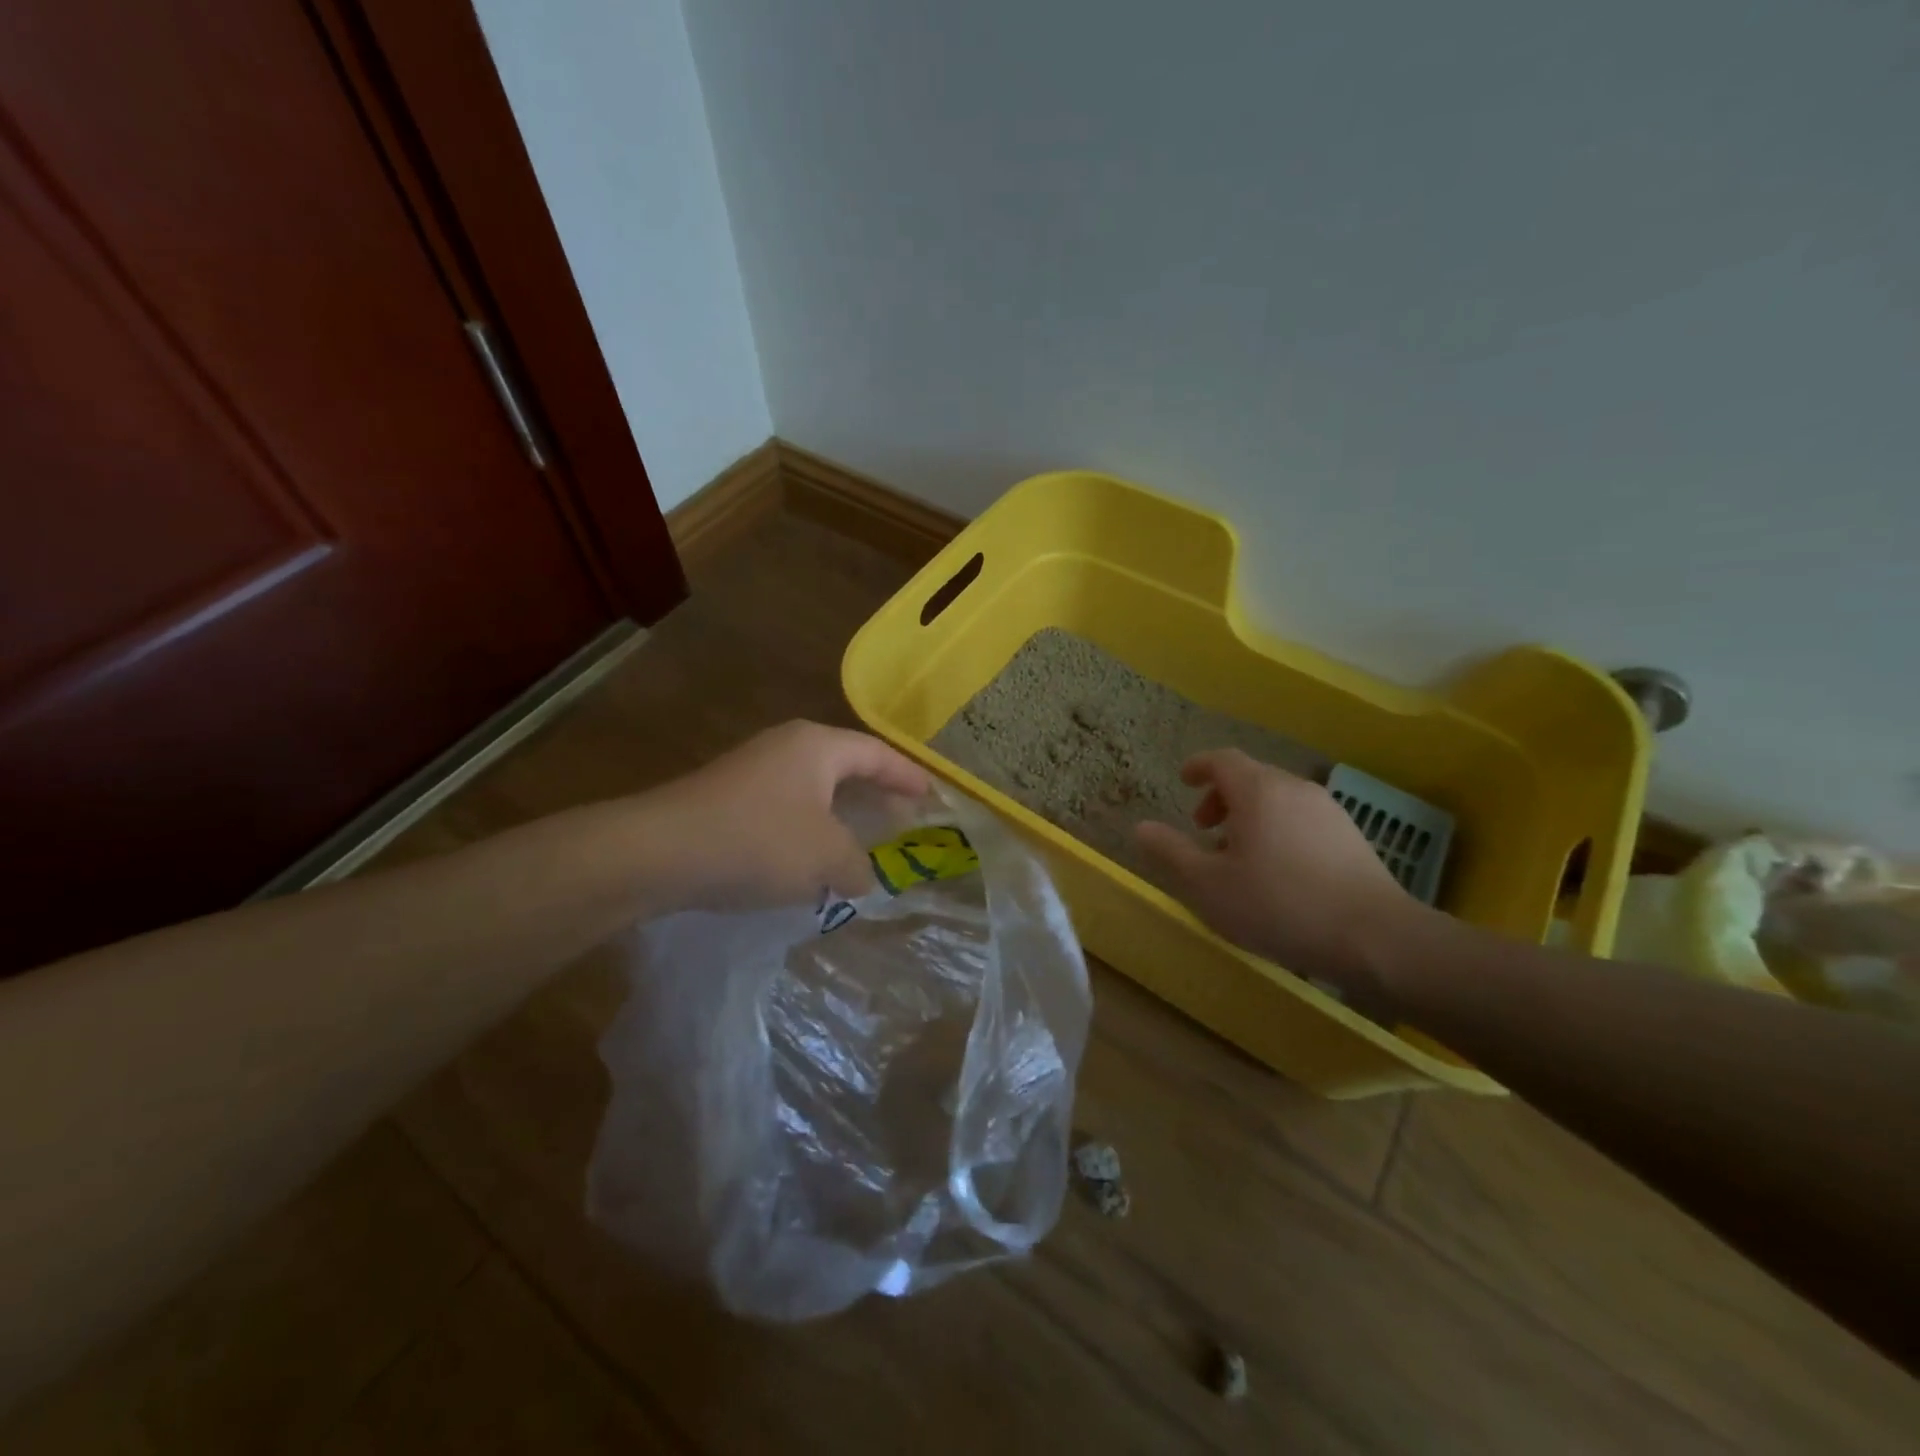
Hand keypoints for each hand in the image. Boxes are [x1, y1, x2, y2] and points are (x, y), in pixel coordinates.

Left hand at [637, 720, 930, 913]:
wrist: (660, 851)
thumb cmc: (758, 841)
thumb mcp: (825, 856)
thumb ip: (857, 865)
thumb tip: (862, 875)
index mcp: (818, 746)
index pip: (877, 754)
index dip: (908, 776)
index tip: (933, 796)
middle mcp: (787, 747)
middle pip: (847, 765)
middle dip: (877, 793)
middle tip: (904, 818)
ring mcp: (753, 769)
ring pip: (814, 788)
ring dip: (842, 814)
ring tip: (863, 840)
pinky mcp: (729, 796)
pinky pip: (787, 806)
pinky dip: (810, 827)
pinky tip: (812, 857)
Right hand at [1134, 750, 1429, 1000]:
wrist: (1375, 937)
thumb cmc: (1278, 905)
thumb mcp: (1208, 885)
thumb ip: (1171, 852)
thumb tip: (1141, 827)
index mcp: (1258, 790)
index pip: (1222, 759)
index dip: (1198, 767)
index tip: (1183, 782)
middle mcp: (1294, 788)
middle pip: (1250, 777)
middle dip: (1221, 797)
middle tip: (1203, 829)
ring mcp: (1328, 811)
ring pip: (1277, 799)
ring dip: (1249, 816)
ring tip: (1238, 855)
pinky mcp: (1351, 836)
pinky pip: (1301, 818)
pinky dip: (1277, 828)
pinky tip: (1277, 871)